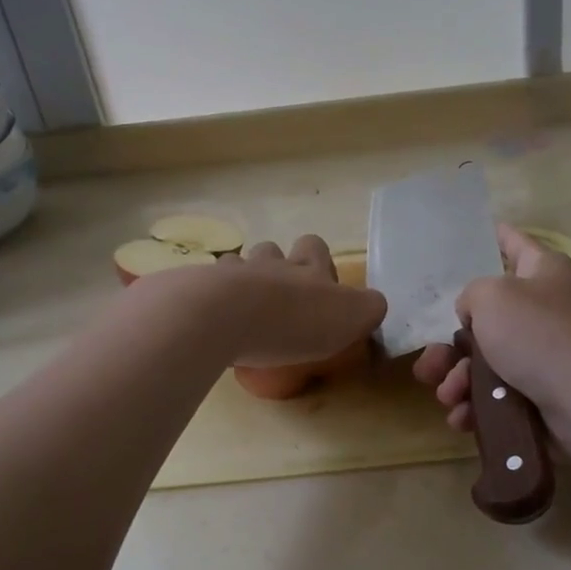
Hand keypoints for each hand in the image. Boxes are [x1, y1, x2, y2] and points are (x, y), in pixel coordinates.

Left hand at [209, 235, 387, 367]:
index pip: (315, 248)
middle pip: (273, 250)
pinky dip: (207, 300)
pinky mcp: (196, 289)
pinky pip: (203, 287)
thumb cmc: (294, 320)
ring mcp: (231, 273)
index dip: (317, 263)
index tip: (319, 290)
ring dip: (241, 282)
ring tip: (241, 312)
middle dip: (276, 268)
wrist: (224, 317)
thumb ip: (368, 308)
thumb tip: (373, 304)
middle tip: (279, 302)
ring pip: (237, 265)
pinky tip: (210, 321)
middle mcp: (270, 263)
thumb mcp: (351, 318)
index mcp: (308, 268)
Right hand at [411, 225, 570, 434]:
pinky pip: (501, 393)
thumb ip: (471, 295)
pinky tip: (462, 416)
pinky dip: (479, 403)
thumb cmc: (539, 334)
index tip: (477, 233)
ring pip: (489, 360)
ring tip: (447, 395)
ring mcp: (548, 353)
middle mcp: (548, 308)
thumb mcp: (491, 297)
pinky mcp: (545, 393)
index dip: (496, 237)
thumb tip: (476, 317)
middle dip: (453, 343)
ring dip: (459, 378)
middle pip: (489, 317)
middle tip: (428, 363)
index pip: (515, 244)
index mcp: (545, 272)